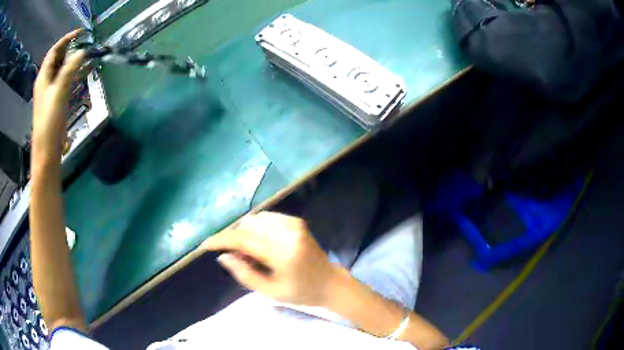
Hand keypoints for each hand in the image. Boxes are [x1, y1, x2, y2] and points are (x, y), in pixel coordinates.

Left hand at [32, 29, 86, 162]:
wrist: (47, 150)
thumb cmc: (50, 121)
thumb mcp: (59, 91)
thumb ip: (70, 69)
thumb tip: (84, 51)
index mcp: (43, 77)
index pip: (54, 50)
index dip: (67, 39)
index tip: (81, 32)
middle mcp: (46, 81)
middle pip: (57, 58)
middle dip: (70, 48)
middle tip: (85, 43)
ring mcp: (50, 92)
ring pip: (61, 69)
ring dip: (73, 60)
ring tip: (86, 55)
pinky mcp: (55, 101)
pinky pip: (64, 81)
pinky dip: (73, 73)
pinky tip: (81, 73)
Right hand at [203, 212, 338, 305]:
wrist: (330, 282)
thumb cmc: (301, 293)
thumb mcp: (270, 291)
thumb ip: (244, 273)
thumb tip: (223, 256)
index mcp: (283, 253)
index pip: (243, 239)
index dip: (222, 240)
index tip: (206, 244)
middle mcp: (288, 232)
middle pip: (247, 225)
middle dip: (234, 238)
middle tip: (235, 257)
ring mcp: (293, 224)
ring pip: (255, 219)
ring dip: (245, 233)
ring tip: (249, 254)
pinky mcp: (296, 221)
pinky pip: (266, 218)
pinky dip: (256, 229)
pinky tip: (260, 245)